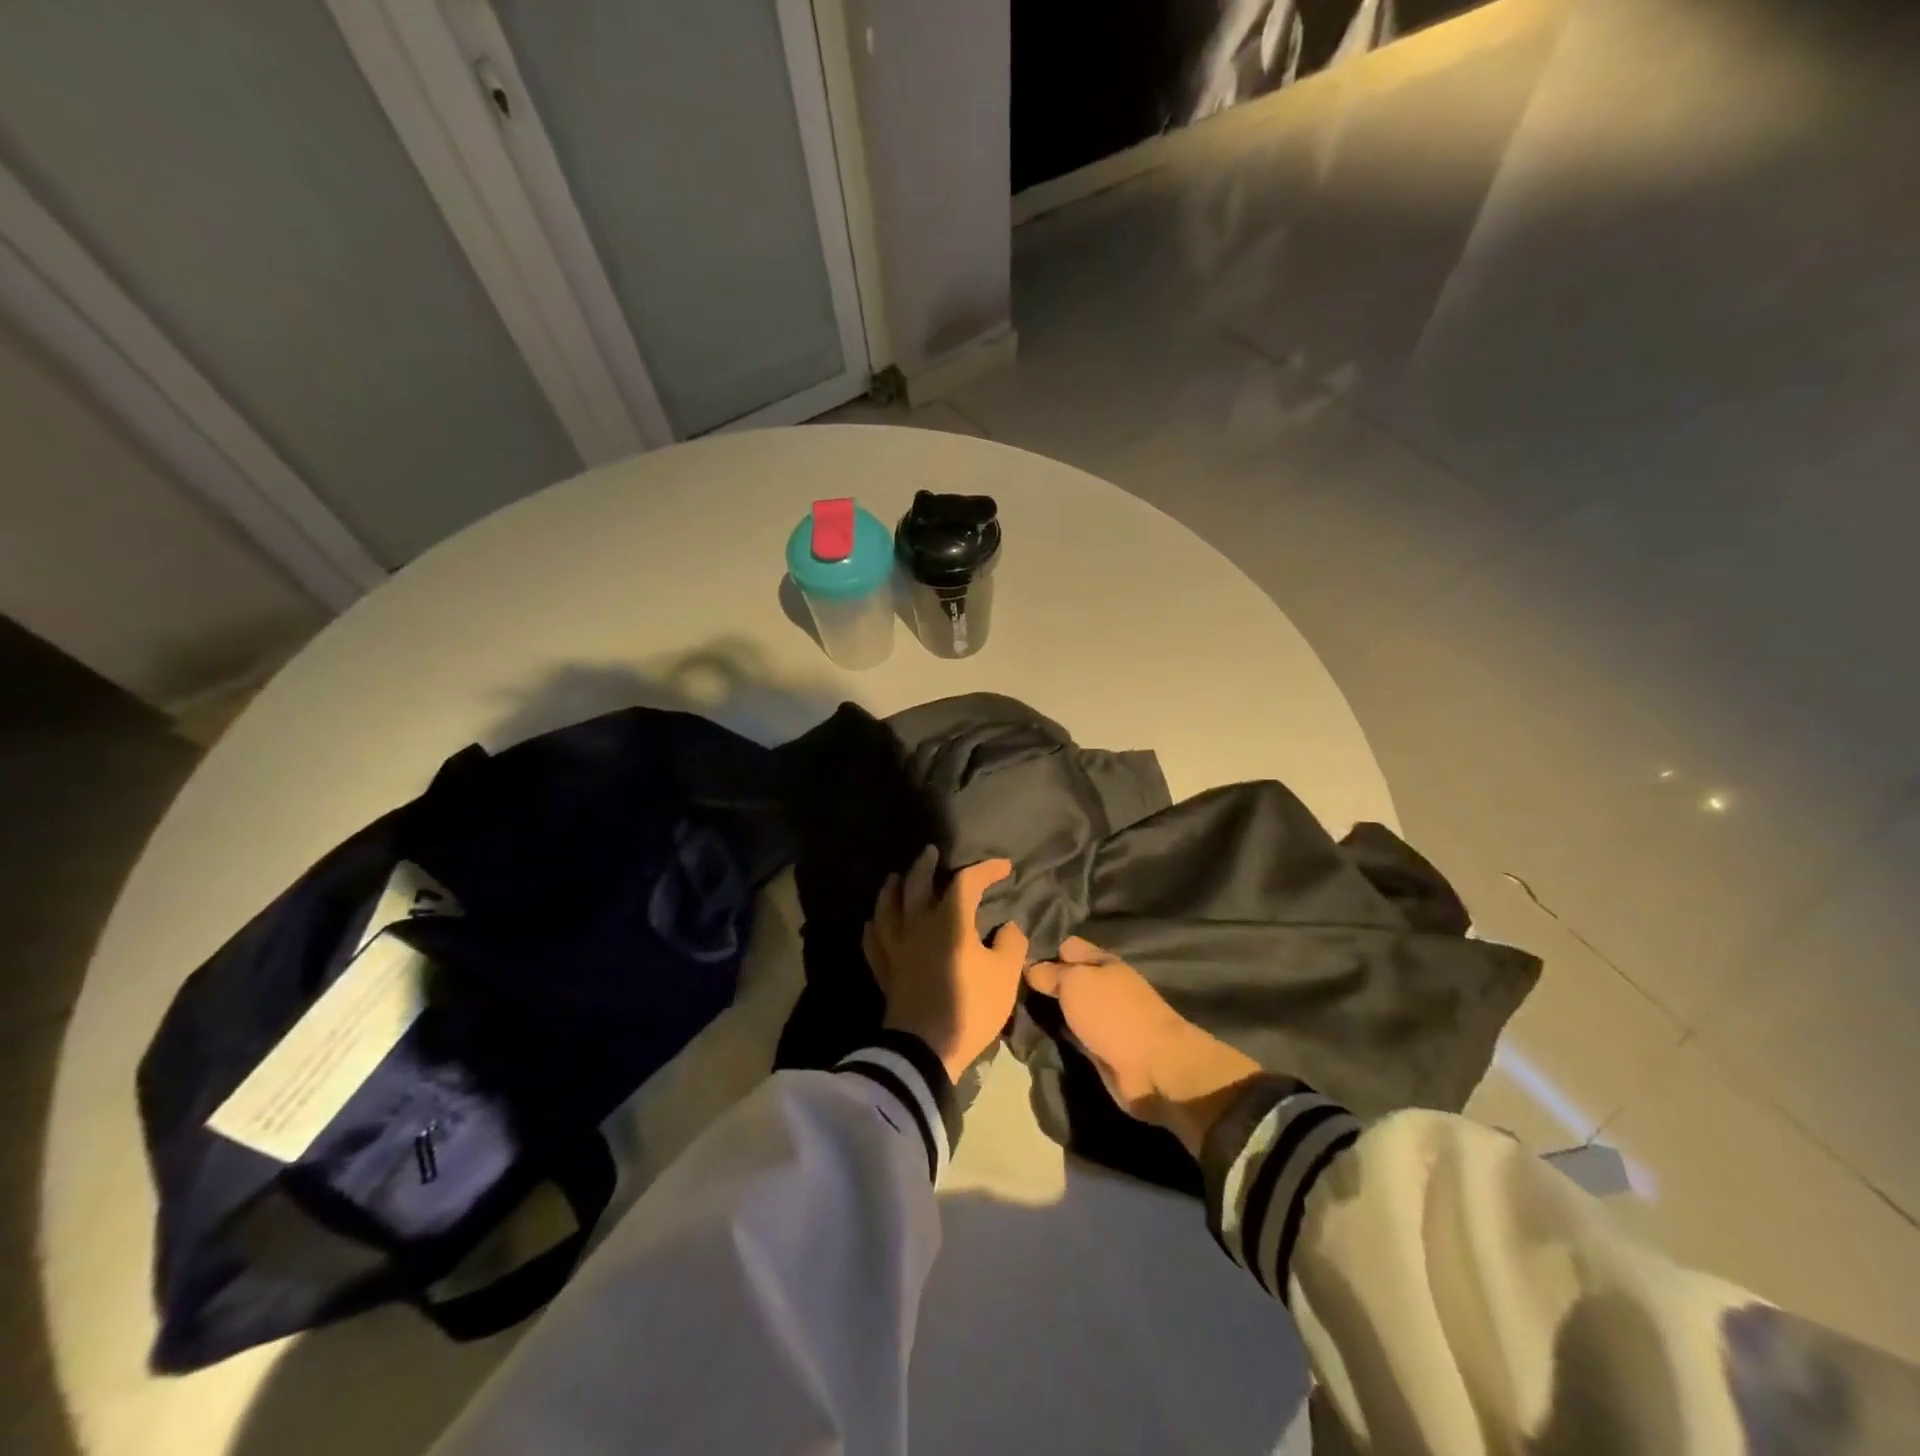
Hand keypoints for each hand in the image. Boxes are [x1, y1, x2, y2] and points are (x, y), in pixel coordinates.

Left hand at [864, 847, 1030, 1082]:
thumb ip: (1010, 944)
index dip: (984, 870)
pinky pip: (874, 944)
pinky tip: (871, 924)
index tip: (1003, 867)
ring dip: (891, 890)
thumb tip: (1008, 926)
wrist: (925, 1049)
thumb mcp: (1005, 975)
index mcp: (949, 922)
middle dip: (926, 867)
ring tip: (894, 878)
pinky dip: (873, 929)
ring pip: (888, 910)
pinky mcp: (886, 972)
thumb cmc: (970, 1007)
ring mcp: (897, 949)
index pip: (966, 883)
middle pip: (917, 886)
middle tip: (930, 852)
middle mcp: (918, 927)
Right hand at [1025, 937, 1262, 1155]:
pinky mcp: (1101, 1046)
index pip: (1065, 946)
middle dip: (1040, 981)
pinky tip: (1031, 1031)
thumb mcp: (1075, 982)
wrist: (1152, 1067)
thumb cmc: (1113, 1014)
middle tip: (1003, 984)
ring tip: (1010, 1007)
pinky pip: (1071, 1032)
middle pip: (1065, 977)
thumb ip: (1050, 973)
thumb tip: (1028, 968)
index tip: (1009, 956)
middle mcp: (1102, 985)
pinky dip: (1056, 1032)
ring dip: (1046, 1008)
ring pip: (1066, 1006)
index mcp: (1101, 961)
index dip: (1041, 948)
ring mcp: (1103, 1018)